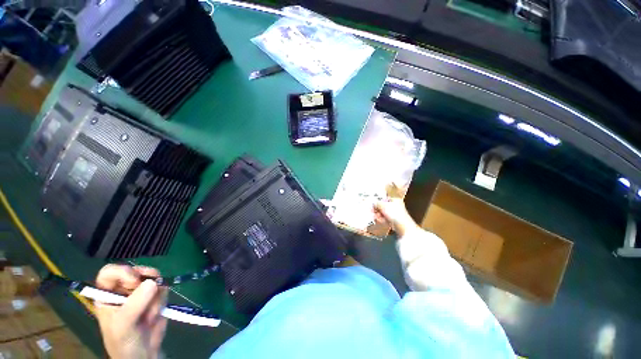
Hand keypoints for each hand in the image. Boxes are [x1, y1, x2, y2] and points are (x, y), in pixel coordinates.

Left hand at [94, 265, 167, 358]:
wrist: (143, 354)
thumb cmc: (123, 342)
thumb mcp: (123, 325)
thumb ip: (134, 304)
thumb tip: (153, 282)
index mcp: (107, 295)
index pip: (110, 272)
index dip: (122, 272)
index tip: (134, 282)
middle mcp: (124, 290)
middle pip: (137, 272)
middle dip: (146, 282)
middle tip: (149, 294)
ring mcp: (141, 293)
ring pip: (154, 279)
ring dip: (156, 296)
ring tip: (150, 314)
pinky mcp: (156, 296)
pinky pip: (164, 288)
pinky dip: (163, 300)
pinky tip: (156, 313)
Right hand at [373, 184, 418, 237]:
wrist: (403, 226)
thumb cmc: (395, 214)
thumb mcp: (383, 206)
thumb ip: (377, 203)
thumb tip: (372, 203)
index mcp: (395, 200)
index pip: (384, 198)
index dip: (378, 201)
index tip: (372, 203)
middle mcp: (396, 206)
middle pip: (383, 206)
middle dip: (377, 209)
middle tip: (372, 210)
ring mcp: (395, 214)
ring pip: (384, 213)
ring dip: (378, 214)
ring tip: (375, 216)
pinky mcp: (394, 220)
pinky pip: (386, 218)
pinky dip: (382, 219)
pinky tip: (378, 220)